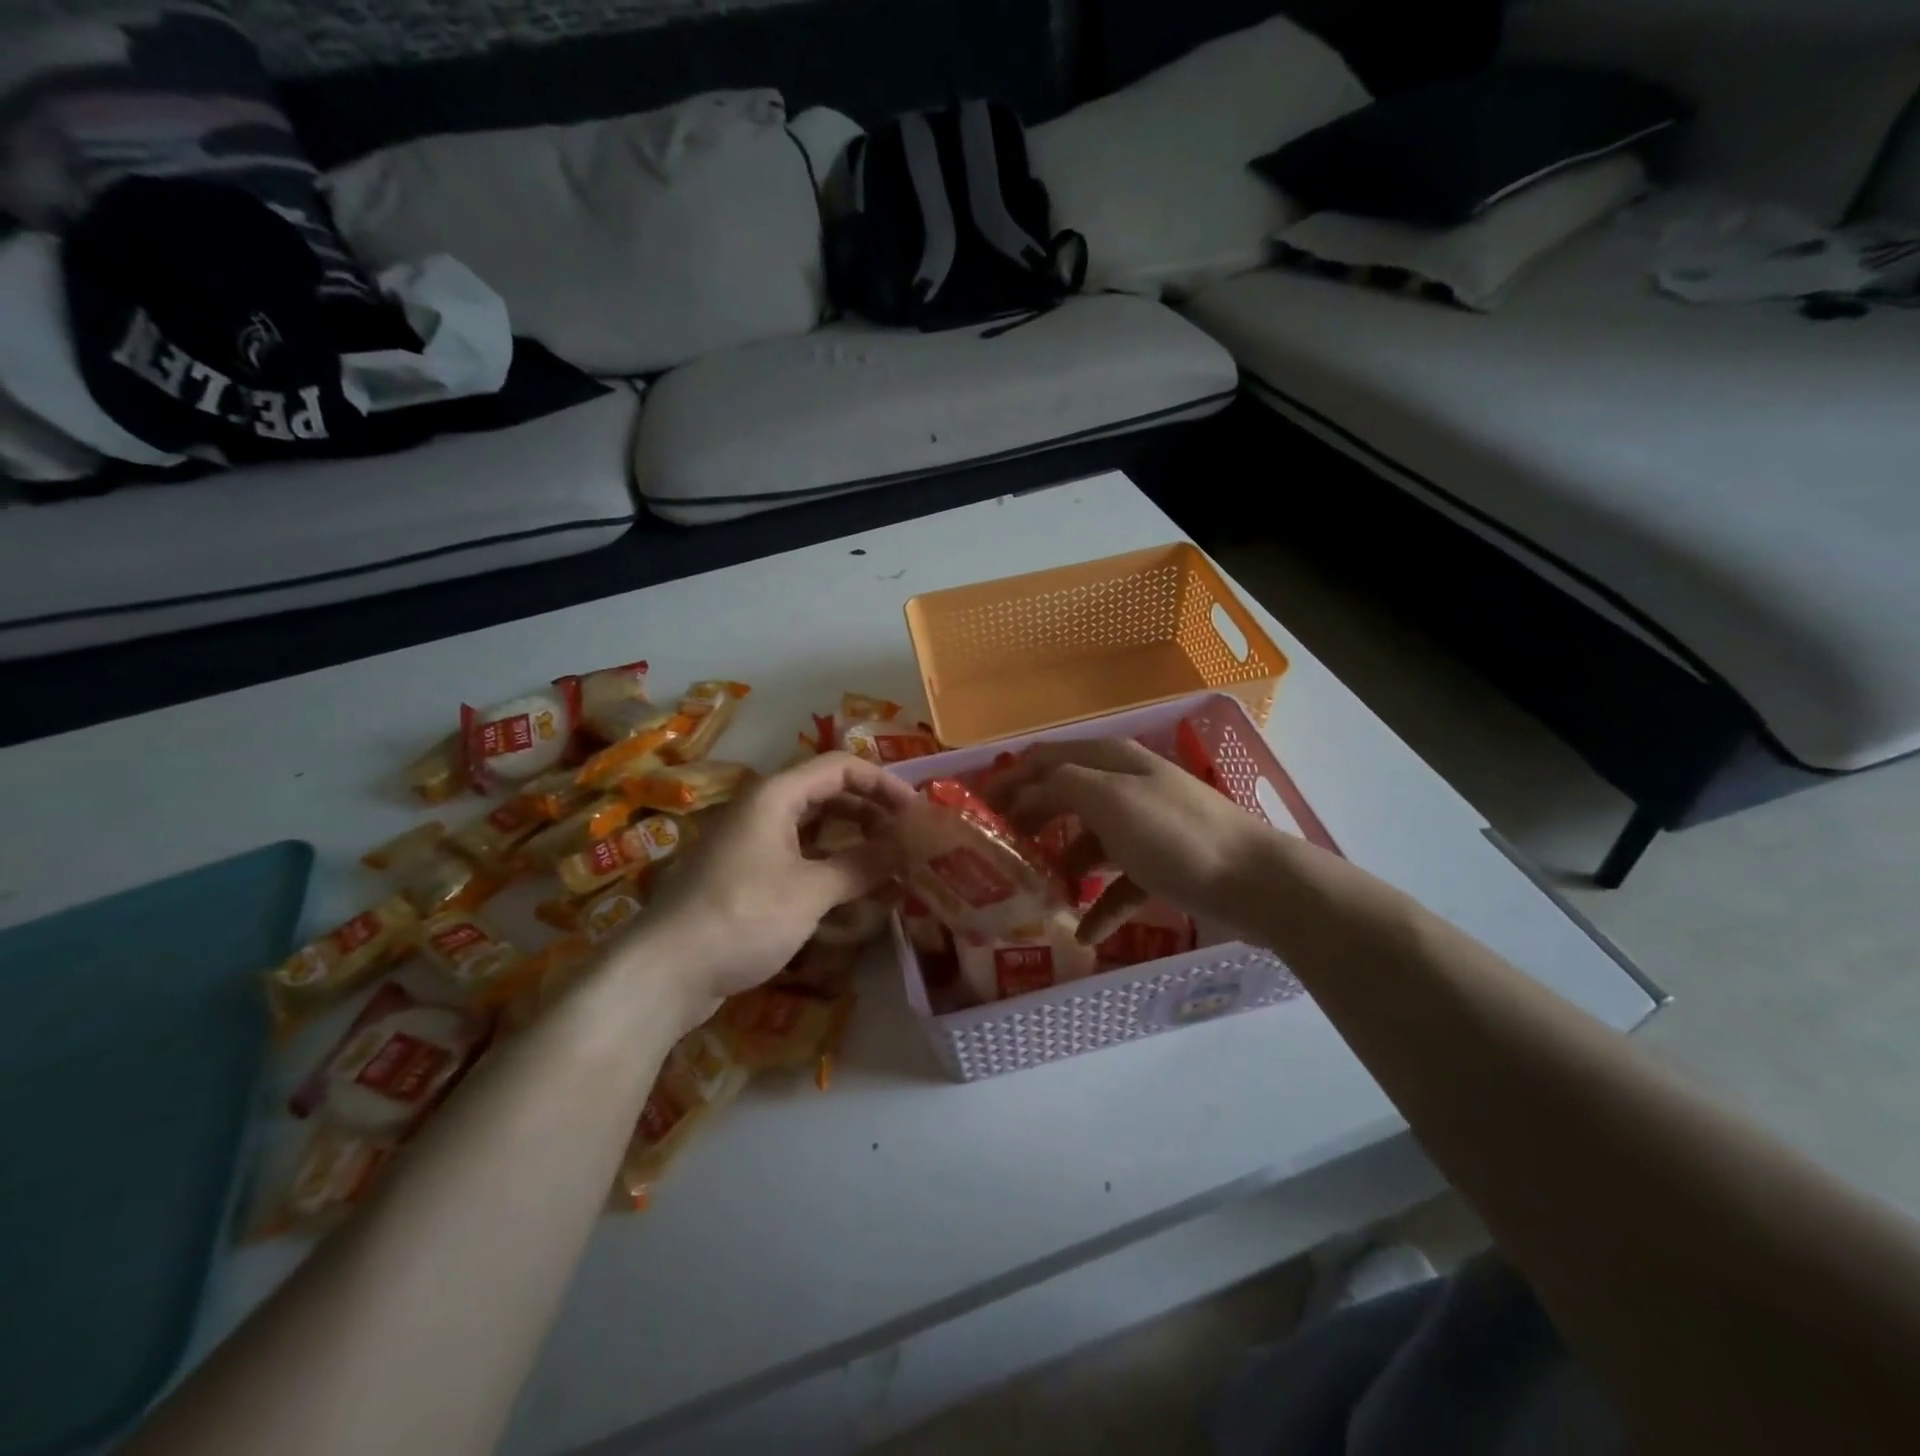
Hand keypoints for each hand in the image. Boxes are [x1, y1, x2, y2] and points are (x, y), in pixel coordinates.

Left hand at [638, 752, 915, 1025]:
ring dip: (854, 845)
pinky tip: (855, 897)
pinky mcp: (748, 878)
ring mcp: (753, 845)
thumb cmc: (742, 917)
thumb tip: (911, 846)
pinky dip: (830, 871)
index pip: (841, 767)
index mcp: (776, 796)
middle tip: (909, 842)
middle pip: (830, 796)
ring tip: (892, 869)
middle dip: (872, 815)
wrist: (663, 972)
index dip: (884, 784)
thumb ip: (864, 864)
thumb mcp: (811, 890)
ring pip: (816, 831)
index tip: (917, 813)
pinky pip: (800, 860)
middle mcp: (764, 811)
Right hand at [986, 738, 1279, 937]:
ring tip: (1037, 896)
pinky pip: (1118, 884)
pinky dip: (1100, 906)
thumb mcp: (1110, 801)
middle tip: (1000, 853)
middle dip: (1030, 822)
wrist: (1255, 882)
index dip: (1009, 777)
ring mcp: (1145, 828)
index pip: (1046, 758)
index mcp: (1111, 762)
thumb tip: (1027, 792)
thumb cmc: (1175, 836)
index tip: (977, 807)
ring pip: (1089, 843)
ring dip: (1062, 866)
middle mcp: (1125, 787)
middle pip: (1064, 798)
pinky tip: (1084, 934)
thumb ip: (1061, 786)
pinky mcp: (1161, 866)